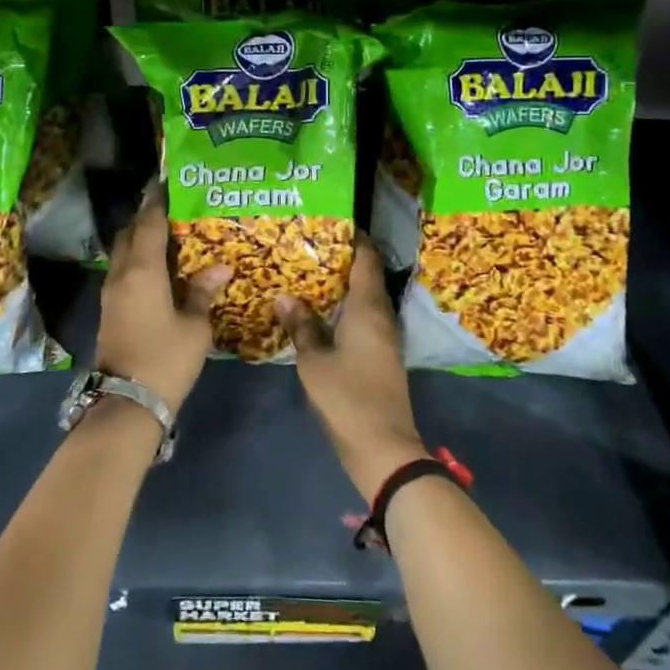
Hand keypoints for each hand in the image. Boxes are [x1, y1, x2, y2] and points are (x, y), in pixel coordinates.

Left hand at [96, 186, 228, 416]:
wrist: (126, 403)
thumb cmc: (165, 359)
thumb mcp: (194, 326)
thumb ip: (203, 292)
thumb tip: (219, 268)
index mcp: (142, 270)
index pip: (149, 223)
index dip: (158, 201)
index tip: (168, 182)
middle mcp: (121, 274)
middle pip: (130, 233)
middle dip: (146, 216)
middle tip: (172, 207)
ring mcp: (111, 292)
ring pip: (123, 252)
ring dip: (140, 238)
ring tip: (169, 234)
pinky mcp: (109, 309)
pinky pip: (123, 270)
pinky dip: (137, 259)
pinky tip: (158, 267)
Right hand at [276, 233, 426, 499]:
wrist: (384, 448)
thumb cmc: (348, 397)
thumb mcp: (314, 360)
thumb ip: (301, 326)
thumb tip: (284, 296)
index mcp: (368, 308)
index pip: (366, 258)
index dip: (354, 237)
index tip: (331, 222)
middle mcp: (382, 316)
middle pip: (366, 275)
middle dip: (342, 259)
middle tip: (309, 245)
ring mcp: (385, 337)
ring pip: (365, 298)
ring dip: (343, 285)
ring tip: (310, 273)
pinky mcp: (382, 355)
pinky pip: (364, 318)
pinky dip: (346, 307)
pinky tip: (323, 311)